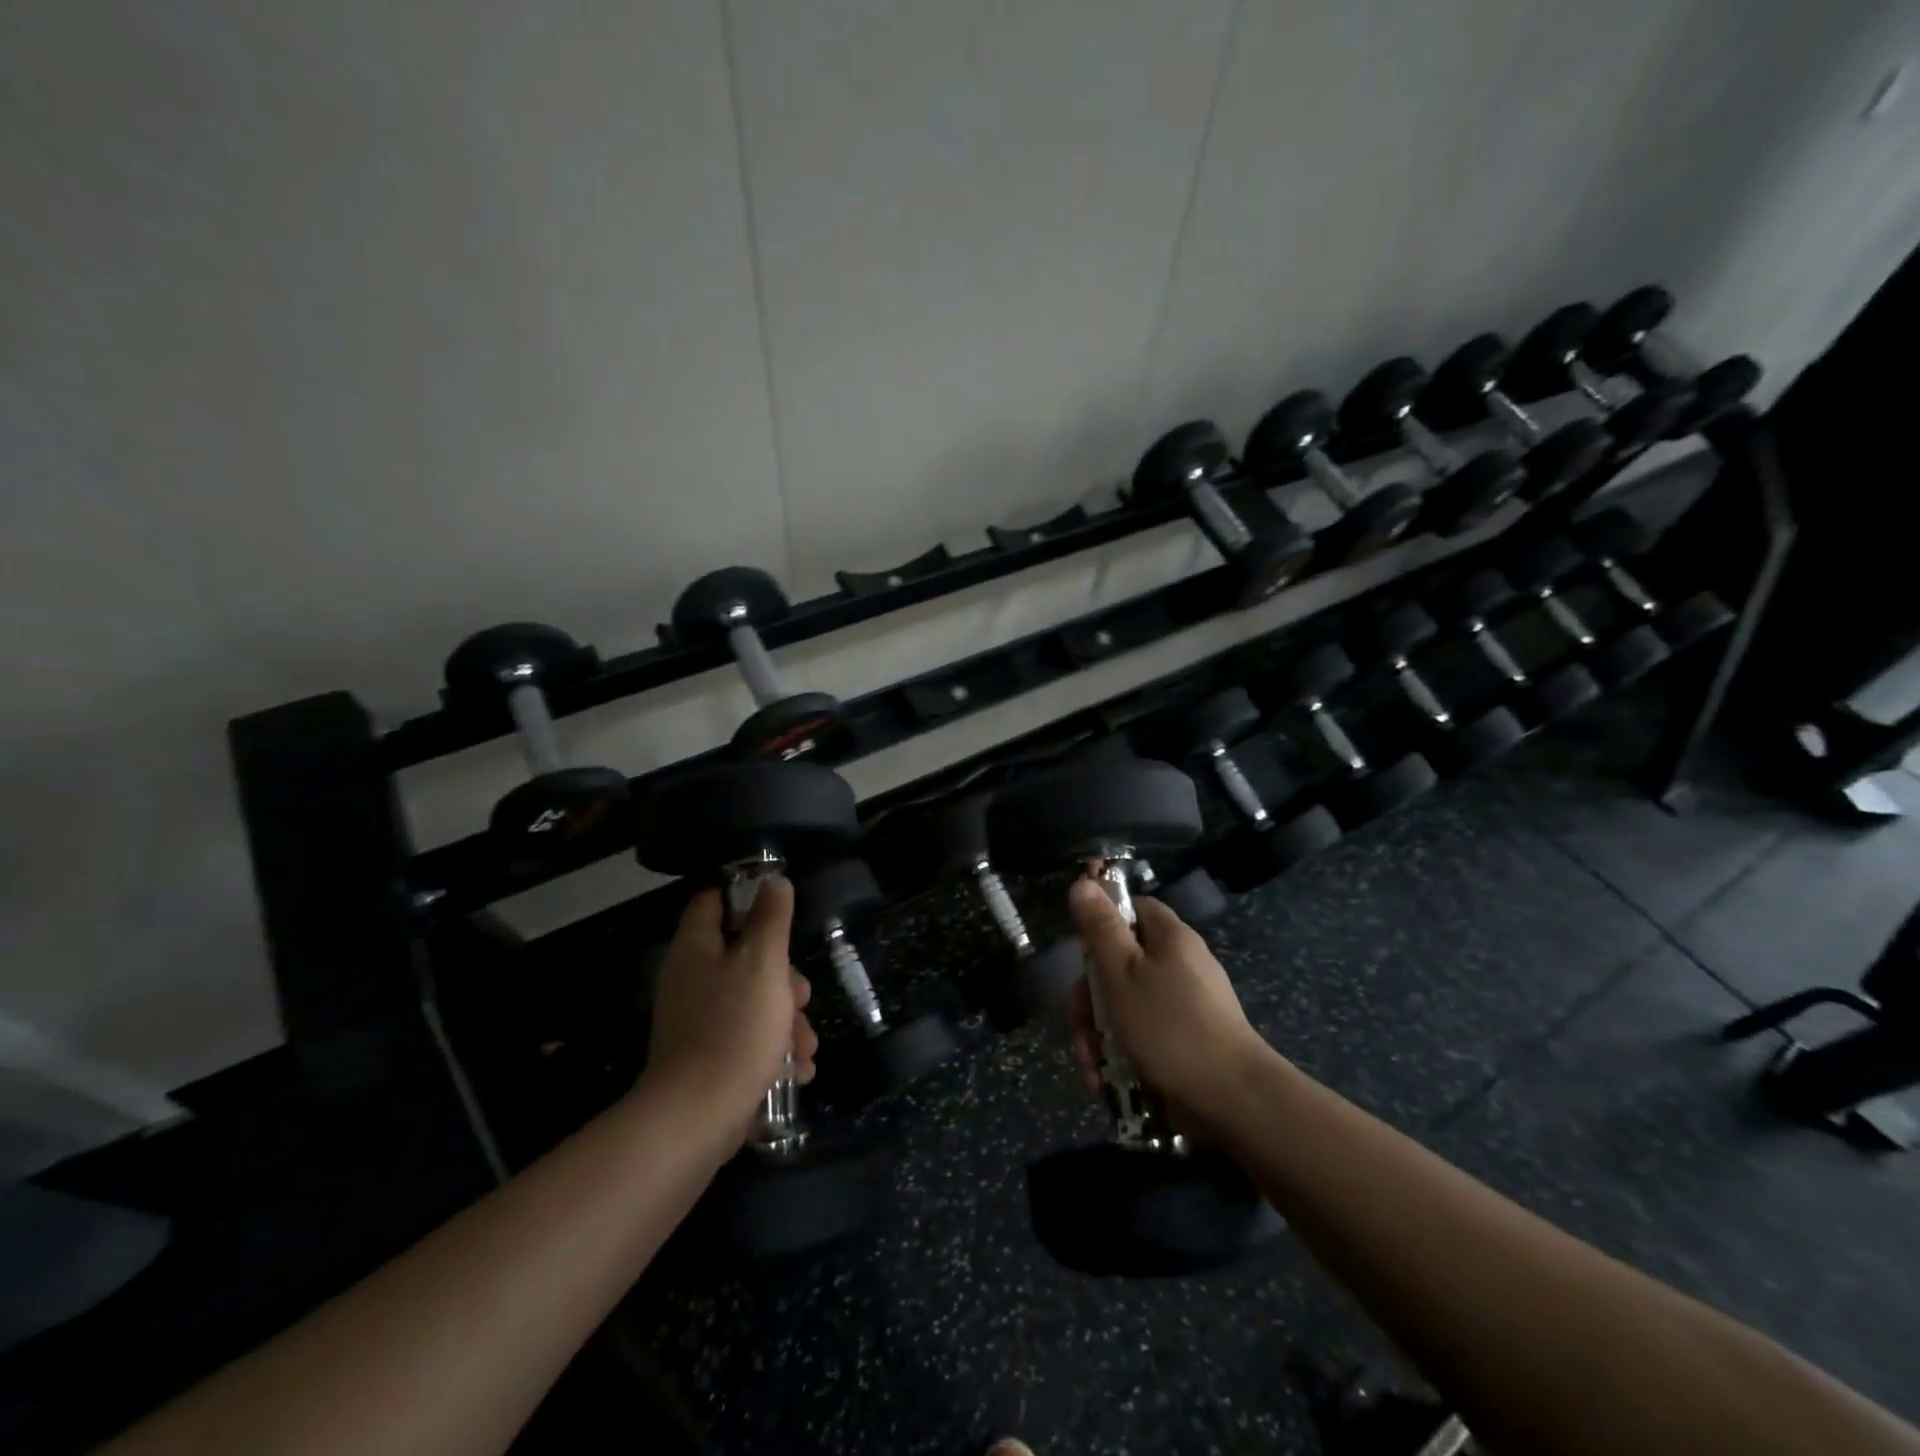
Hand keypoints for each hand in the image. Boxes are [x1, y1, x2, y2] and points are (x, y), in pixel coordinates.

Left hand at [645, 878, 817, 1129]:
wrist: (697, 1118)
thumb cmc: (735, 1028)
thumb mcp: (763, 962)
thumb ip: (771, 918)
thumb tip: (773, 880)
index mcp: (697, 948)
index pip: (713, 900)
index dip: (745, 896)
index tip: (780, 909)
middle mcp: (691, 979)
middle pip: (743, 956)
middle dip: (783, 976)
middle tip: (802, 996)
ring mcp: (697, 1021)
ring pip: (752, 1001)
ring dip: (786, 1020)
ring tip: (806, 1048)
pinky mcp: (707, 1057)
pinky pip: (746, 1039)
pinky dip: (773, 1049)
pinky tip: (796, 1070)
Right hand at [1066, 876, 1272, 1130]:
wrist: (1233, 1100)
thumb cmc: (1169, 1027)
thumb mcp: (1121, 973)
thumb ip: (1100, 928)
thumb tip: (1084, 881)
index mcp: (1170, 937)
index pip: (1132, 909)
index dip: (1101, 926)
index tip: (1081, 957)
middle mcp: (1181, 963)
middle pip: (1122, 962)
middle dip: (1090, 997)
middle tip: (1078, 1025)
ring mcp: (1187, 1003)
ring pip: (1128, 1004)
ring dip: (1099, 1033)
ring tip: (1090, 1067)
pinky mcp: (1188, 1039)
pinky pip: (1145, 1034)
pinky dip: (1122, 1052)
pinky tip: (1106, 1080)